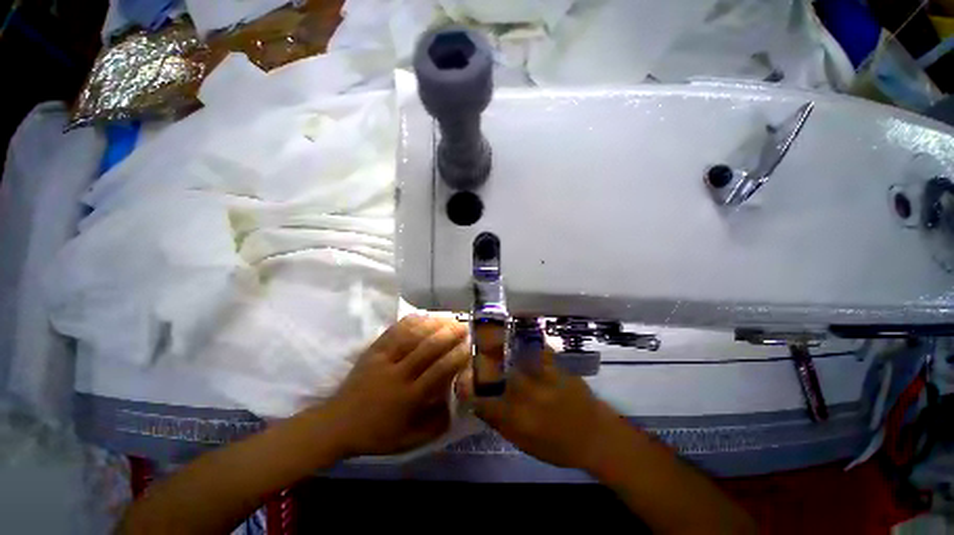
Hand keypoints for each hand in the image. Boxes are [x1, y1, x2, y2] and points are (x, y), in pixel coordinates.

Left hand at [323, 315, 469, 456]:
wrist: (337, 424)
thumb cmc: (376, 434)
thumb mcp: (409, 441)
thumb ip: (435, 425)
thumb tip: (457, 404)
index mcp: (408, 398)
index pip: (438, 372)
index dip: (456, 357)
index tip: (469, 348)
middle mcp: (397, 375)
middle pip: (427, 348)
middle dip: (449, 335)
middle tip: (463, 327)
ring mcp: (383, 359)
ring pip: (411, 336)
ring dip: (433, 324)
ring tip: (449, 318)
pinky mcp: (373, 350)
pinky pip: (394, 331)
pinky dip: (411, 321)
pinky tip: (424, 316)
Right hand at [458, 348, 622, 469]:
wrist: (595, 436)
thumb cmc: (559, 446)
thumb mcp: (525, 444)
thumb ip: (501, 424)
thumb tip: (481, 407)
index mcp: (516, 418)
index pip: (483, 402)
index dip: (468, 390)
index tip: (462, 382)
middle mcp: (525, 396)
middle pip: (495, 375)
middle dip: (481, 365)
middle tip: (475, 357)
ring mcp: (540, 379)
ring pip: (515, 359)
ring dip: (501, 349)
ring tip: (492, 341)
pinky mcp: (554, 368)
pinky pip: (538, 350)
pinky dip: (529, 344)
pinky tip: (522, 338)